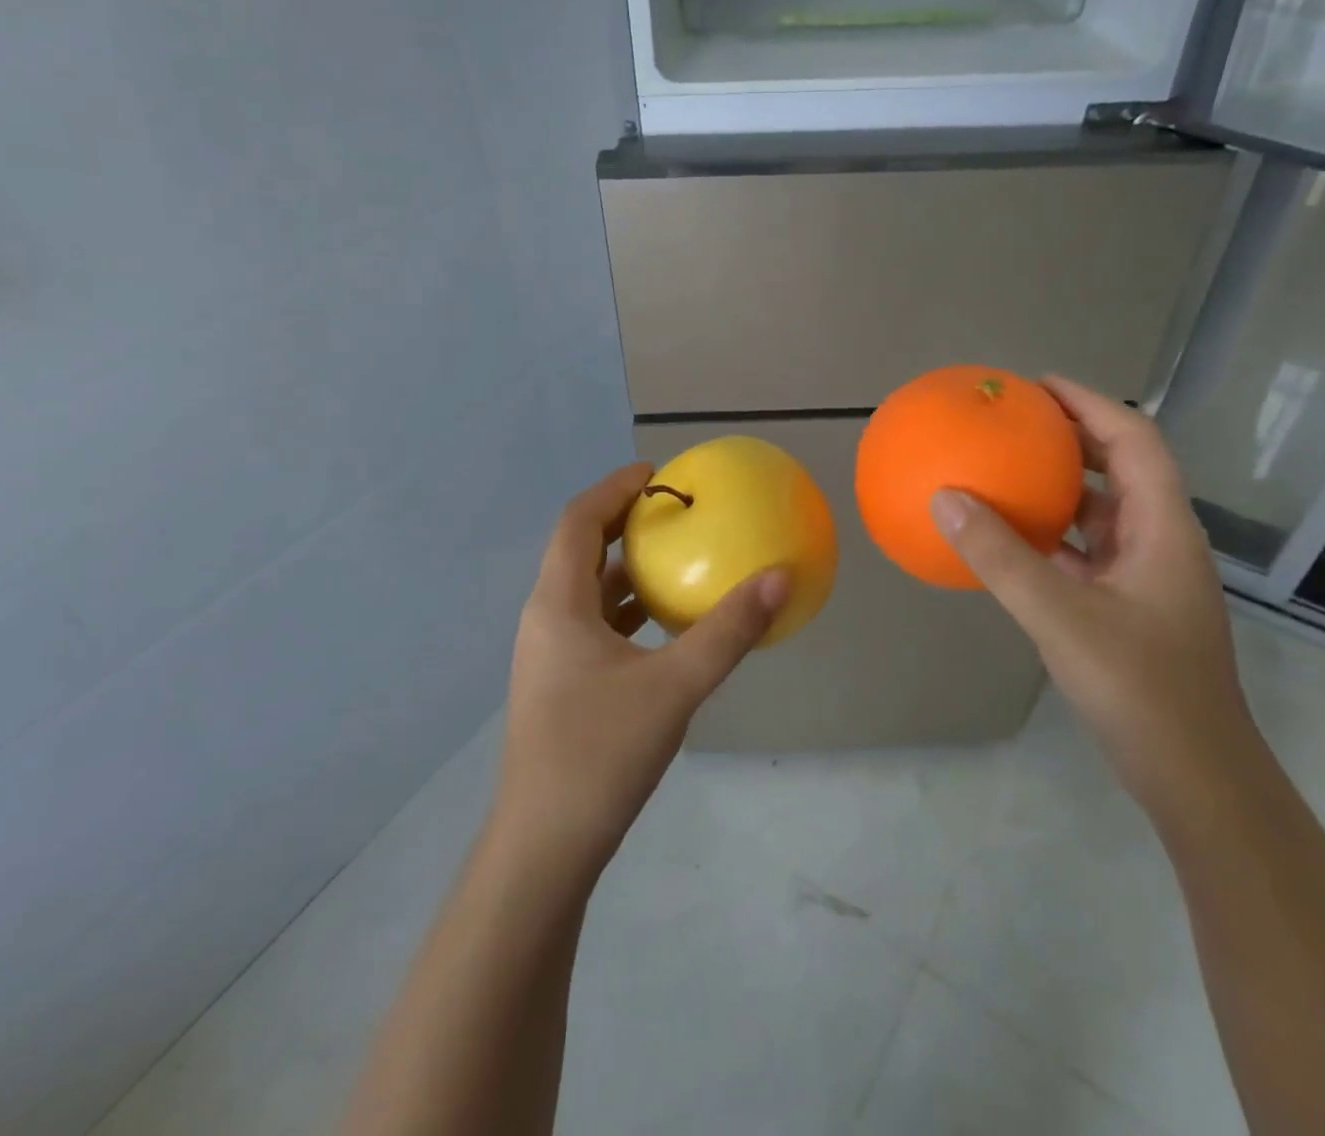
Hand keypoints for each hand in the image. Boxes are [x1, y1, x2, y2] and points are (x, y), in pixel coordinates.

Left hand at [495, 463, 789, 878]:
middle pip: (579, 549)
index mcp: (557, 605)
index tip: (657, 475)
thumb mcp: (674, 687)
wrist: (544, 849)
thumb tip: (780, 578)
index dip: (614, 489)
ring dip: (626, 567)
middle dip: (622, 522)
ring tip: (675, 557)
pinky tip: (666, 625)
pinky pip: (595, 625)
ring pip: (586, 590)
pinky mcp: (561, 685)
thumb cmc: (599, 754)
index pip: (578, 520)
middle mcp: (545, 620)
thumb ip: (728, 631)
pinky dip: (628, 609)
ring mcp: (549, 656)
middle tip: (672, 510)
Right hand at [930, 377, 1255, 805]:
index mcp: (1163, 528)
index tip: (1038, 385)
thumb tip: (945, 498)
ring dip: (1062, 486)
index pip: (1135, 440)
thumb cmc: (1140, 688)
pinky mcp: (1130, 607)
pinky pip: (1087, 551)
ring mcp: (1148, 577)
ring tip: (1009, 469)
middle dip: (1073, 436)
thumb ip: (1001, 557)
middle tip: (1015, 421)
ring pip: (1104, 511)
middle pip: (1122, 467)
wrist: (1195, 777)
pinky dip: (1053, 534)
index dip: (1091, 403)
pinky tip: (1013, 540)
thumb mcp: (1060, 616)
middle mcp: (1161, 541)